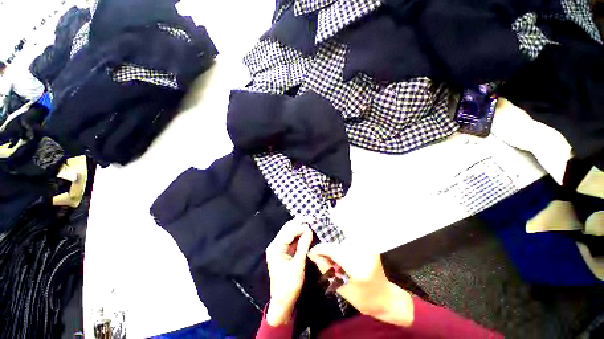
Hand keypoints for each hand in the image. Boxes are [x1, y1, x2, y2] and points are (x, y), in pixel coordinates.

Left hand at [265, 217, 313, 325]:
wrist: (282, 301)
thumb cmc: (289, 285)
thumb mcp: (298, 265)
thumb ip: (303, 245)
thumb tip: (309, 230)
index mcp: (276, 247)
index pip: (289, 231)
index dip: (301, 226)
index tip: (313, 224)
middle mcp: (275, 245)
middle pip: (288, 228)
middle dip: (300, 223)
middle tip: (312, 219)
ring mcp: (279, 248)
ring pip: (290, 233)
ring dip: (300, 228)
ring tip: (311, 224)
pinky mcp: (283, 251)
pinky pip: (291, 240)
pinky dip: (299, 236)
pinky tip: (306, 234)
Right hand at [308, 243, 413, 326]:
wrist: (386, 297)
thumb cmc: (365, 299)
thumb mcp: (342, 289)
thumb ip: (326, 270)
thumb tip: (313, 255)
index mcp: (357, 266)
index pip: (333, 250)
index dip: (320, 249)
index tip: (311, 252)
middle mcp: (362, 252)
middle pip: (336, 246)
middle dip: (326, 251)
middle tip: (319, 259)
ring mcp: (366, 248)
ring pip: (341, 245)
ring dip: (333, 251)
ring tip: (331, 262)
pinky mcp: (367, 246)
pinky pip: (347, 246)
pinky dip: (340, 251)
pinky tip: (339, 260)